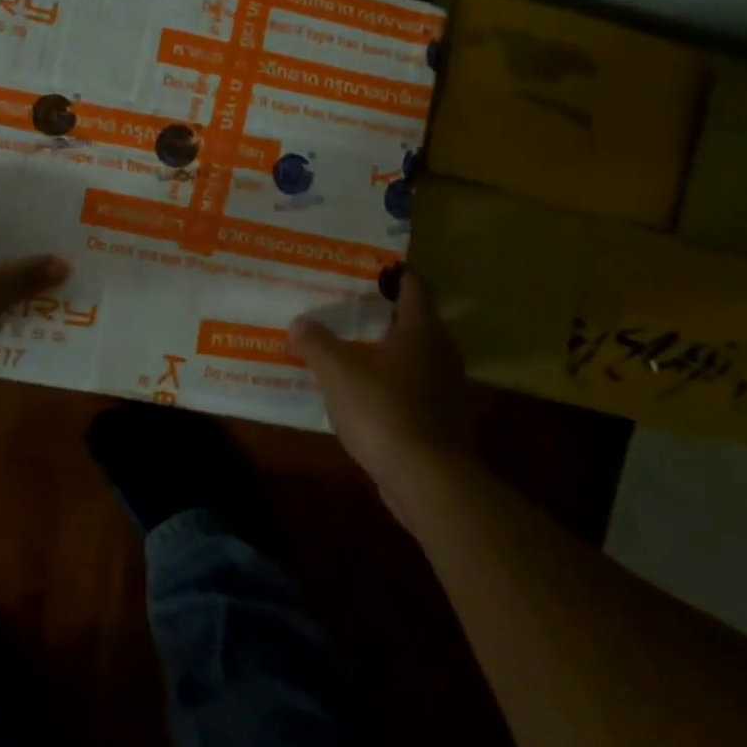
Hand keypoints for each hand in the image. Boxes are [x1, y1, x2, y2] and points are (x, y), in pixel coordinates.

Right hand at [291, 275, 476, 509]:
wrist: (425, 478)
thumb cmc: (382, 410)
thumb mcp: (337, 371)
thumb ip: (316, 342)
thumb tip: (299, 323)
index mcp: (422, 330)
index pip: (413, 285)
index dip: (391, 273)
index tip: (364, 268)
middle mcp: (441, 352)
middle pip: (413, 320)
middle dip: (381, 313)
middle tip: (346, 307)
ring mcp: (446, 388)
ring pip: (413, 356)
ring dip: (385, 351)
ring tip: (349, 349)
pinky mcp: (442, 420)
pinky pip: (413, 388)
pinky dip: (391, 383)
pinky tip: (364, 393)